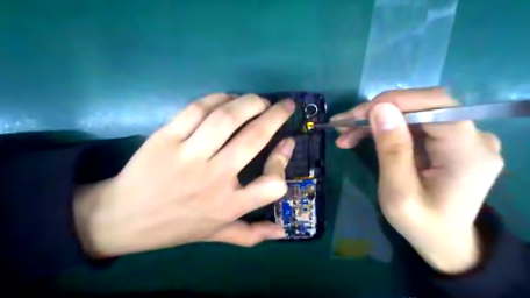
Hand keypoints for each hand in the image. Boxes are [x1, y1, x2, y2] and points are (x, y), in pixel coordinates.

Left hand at [74, 95, 296, 256]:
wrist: (122, 218)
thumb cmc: (177, 226)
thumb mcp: (217, 234)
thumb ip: (251, 235)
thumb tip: (282, 231)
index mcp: (229, 205)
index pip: (272, 184)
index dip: (284, 160)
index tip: (287, 142)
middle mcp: (214, 179)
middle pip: (254, 138)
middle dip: (276, 115)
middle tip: (286, 105)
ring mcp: (189, 156)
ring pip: (227, 118)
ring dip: (249, 102)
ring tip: (259, 100)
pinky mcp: (165, 138)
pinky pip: (197, 110)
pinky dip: (217, 99)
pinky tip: (227, 98)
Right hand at [332, 88, 501, 273]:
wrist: (444, 241)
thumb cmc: (422, 224)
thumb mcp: (399, 194)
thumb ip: (392, 151)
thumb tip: (379, 108)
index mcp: (467, 151)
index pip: (435, 104)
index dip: (394, 101)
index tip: (357, 115)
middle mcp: (472, 136)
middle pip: (420, 106)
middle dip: (377, 111)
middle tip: (343, 125)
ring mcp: (460, 137)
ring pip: (410, 113)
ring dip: (374, 120)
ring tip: (345, 133)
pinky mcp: (445, 140)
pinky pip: (410, 124)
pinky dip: (383, 128)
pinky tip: (360, 136)